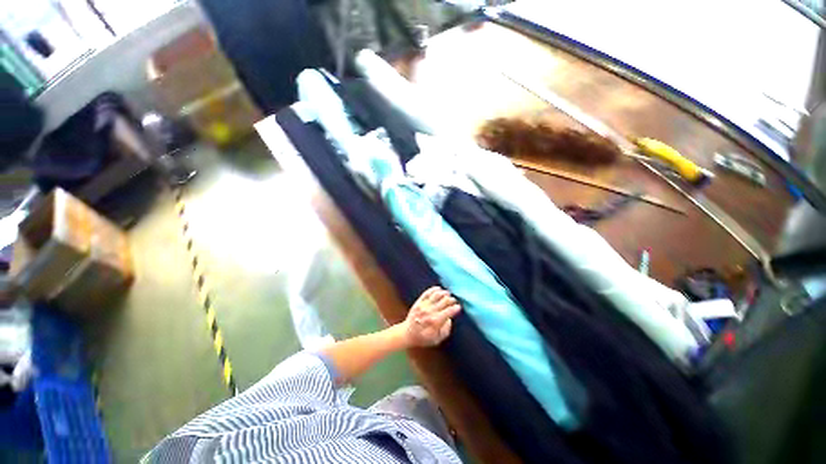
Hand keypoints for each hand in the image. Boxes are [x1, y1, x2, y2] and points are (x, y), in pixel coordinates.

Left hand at [402, 287, 461, 347]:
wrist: (407, 333)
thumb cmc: (423, 338)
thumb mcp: (437, 339)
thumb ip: (445, 330)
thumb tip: (449, 319)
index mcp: (435, 322)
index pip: (448, 312)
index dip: (455, 308)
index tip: (458, 307)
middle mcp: (429, 312)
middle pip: (444, 301)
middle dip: (451, 300)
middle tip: (454, 300)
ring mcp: (423, 305)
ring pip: (436, 295)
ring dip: (443, 293)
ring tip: (448, 293)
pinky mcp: (419, 301)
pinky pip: (427, 292)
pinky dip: (434, 289)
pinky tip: (439, 289)